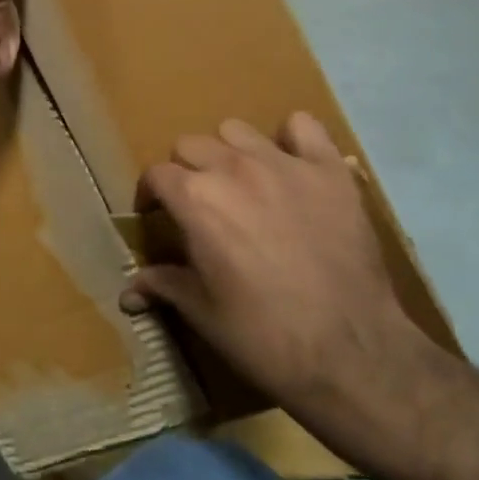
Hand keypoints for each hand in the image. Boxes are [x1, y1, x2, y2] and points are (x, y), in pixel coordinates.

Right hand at [122, 112, 417, 413]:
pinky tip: (291, 165)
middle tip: (199, 204)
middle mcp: (233, 168)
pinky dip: (292, 139)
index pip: (156, 175)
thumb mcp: (202, 313)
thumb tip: (128, 290)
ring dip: (230, 152)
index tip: (156, 216)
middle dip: (186, 171)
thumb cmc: (263, 336)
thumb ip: (164, 285)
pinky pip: (304, 127)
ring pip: (237, 130)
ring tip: (242, 183)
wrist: (350, 353)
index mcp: (195, 199)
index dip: (151, 196)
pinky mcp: (328, 171)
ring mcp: (284, 164)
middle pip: (191, 145)